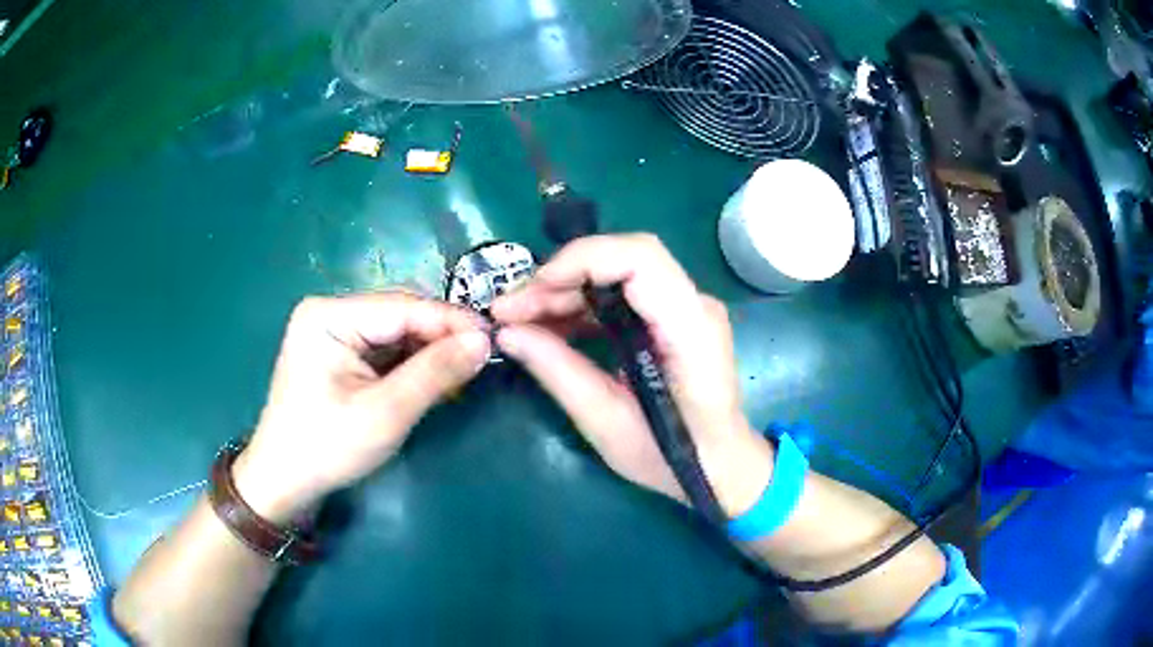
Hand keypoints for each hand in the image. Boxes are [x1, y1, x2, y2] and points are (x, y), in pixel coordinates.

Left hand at [233, 293, 489, 522]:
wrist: (284, 479)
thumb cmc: (327, 447)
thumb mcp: (385, 413)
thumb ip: (434, 373)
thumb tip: (484, 342)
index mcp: (329, 315)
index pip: (403, 306)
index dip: (451, 320)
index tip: (494, 339)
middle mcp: (329, 311)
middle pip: (400, 311)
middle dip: (441, 334)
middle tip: (481, 358)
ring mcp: (332, 330)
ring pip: (396, 328)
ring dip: (429, 348)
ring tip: (463, 369)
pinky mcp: (338, 350)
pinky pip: (385, 346)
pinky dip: (412, 361)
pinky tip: (435, 376)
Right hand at [492, 234, 773, 516]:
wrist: (718, 464)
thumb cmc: (671, 456)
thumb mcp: (606, 423)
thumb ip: (558, 371)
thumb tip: (507, 333)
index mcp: (690, 329)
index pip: (640, 259)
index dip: (581, 261)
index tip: (532, 290)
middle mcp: (694, 304)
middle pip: (623, 259)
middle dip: (560, 278)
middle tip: (509, 311)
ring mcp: (685, 307)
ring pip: (617, 273)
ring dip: (564, 290)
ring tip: (519, 320)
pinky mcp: (671, 317)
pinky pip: (621, 294)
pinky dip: (581, 304)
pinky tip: (548, 326)